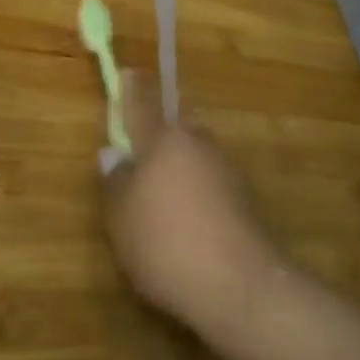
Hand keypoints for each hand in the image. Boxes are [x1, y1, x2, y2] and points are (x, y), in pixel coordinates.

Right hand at [100, 73, 281, 331]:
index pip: (144, 100)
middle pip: (177, 121)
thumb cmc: (166, 243)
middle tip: (142, 142)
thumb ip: (115, 182)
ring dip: (180, 158)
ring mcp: (226, 169)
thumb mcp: (121, 218)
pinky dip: (197, 186)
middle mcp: (197, 143)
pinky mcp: (245, 198)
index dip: (133, 87)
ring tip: (162, 188)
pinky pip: (211, 178)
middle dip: (160, 124)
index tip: (128, 73)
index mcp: (163, 138)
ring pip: (196, 150)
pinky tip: (188, 215)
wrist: (241, 287)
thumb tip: (115, 155)